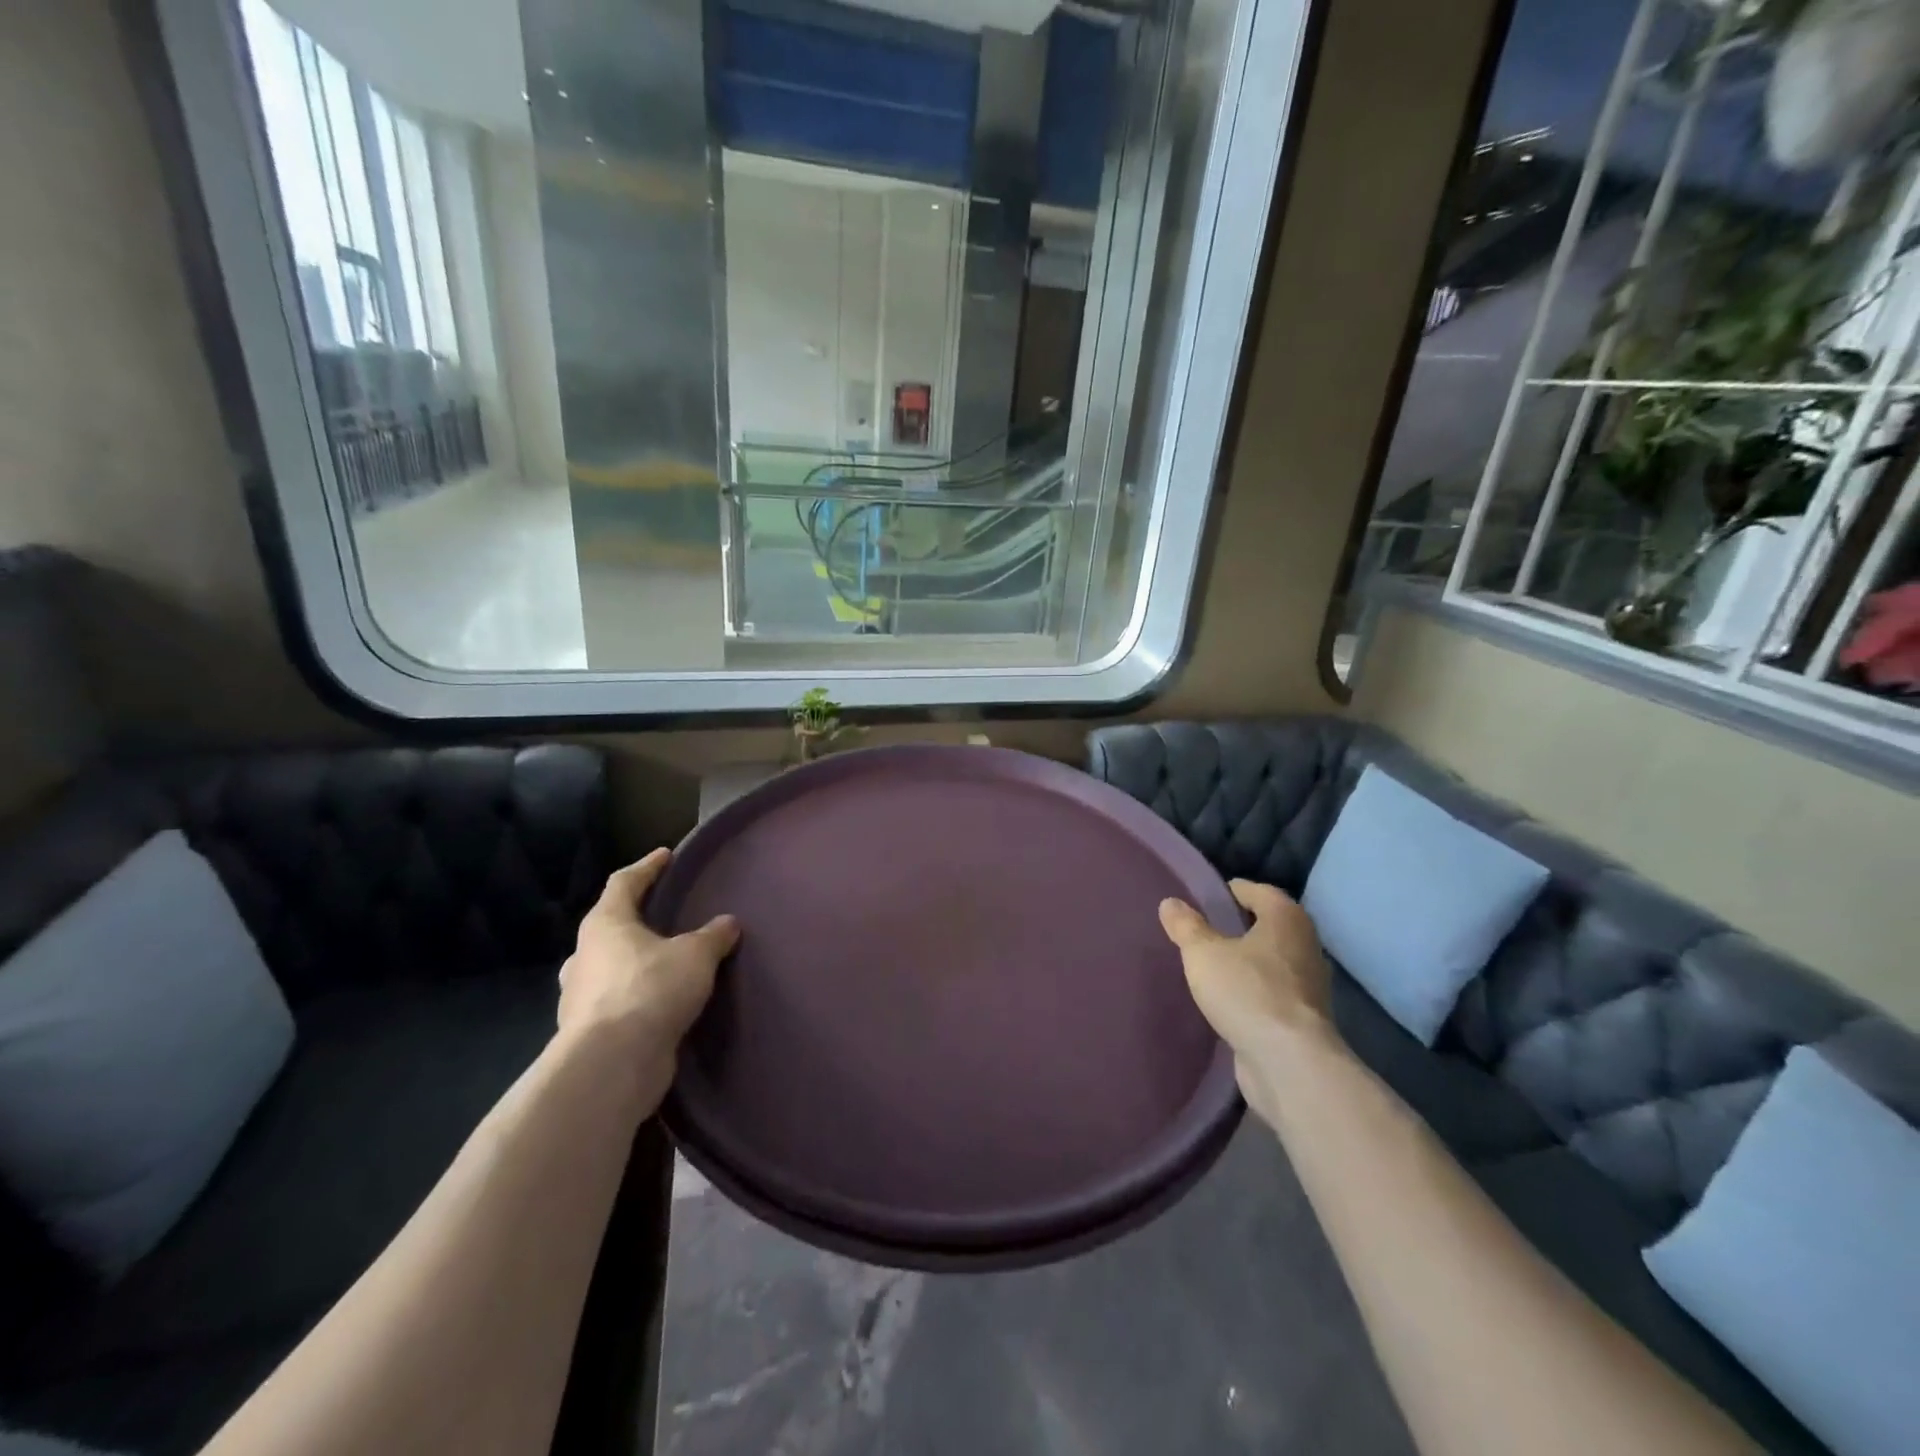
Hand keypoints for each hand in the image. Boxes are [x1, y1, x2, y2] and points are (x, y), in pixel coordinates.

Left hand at [557, 849, 739, 1066]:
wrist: (612, 1065)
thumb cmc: (651, 989)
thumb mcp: (695, 955)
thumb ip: (713, 936)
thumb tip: (728, 923)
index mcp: (605, 924)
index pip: (624, 882)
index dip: (647, 867)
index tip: (666, 856)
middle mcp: (585, 955)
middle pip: (610, 926)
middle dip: (636, 919)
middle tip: (666, 916)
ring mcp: (581, 996)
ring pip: (609, 967)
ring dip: (635, 962)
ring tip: (667, 962)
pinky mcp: (589, 1032)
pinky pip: (617, 1002)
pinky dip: (638, 997)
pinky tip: (662, 1003)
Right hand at [1159, 880, 1338, 1121]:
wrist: (1289, 1063)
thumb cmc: (1247, 992)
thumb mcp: (1203, 953)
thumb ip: (1186, 926)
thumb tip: (1171, 903)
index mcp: (1286, 917)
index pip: (1256, 890)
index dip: (1227, 892)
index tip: (1200, 900)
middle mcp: (1305, 944)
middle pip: (1266, 924)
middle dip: (1236, 927)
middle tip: (1199, 931)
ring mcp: (1308, 984)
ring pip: (1270, 960)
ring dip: (1245, 961)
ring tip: (1208, 965)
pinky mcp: (1303, 1017)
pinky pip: (1271, 991)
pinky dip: (1252, 990)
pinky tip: (1226, 999)